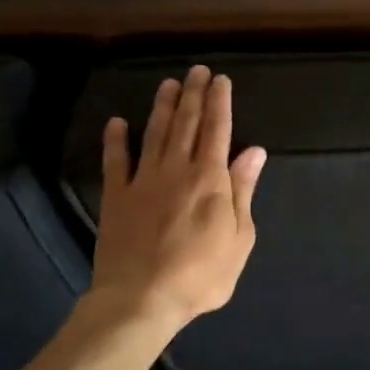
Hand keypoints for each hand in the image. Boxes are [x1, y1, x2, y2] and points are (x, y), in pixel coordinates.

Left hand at [89, 65, 266, 332]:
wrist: (141, 300)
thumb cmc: (201, 274)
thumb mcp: (240, 238)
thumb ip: (243, 191)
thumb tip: (254, 152)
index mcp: (211, 179)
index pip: (218, 130)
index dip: (220, 102)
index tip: (220, 80)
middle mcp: (177, 169)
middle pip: (186, 124)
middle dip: (193, 95)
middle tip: (196, 70)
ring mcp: (143, 181)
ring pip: (155, 134)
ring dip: (162, 107)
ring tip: (167, 84)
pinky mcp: (116, 198)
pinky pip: (115, 162)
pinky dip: (116, 140)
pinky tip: (117, 122)